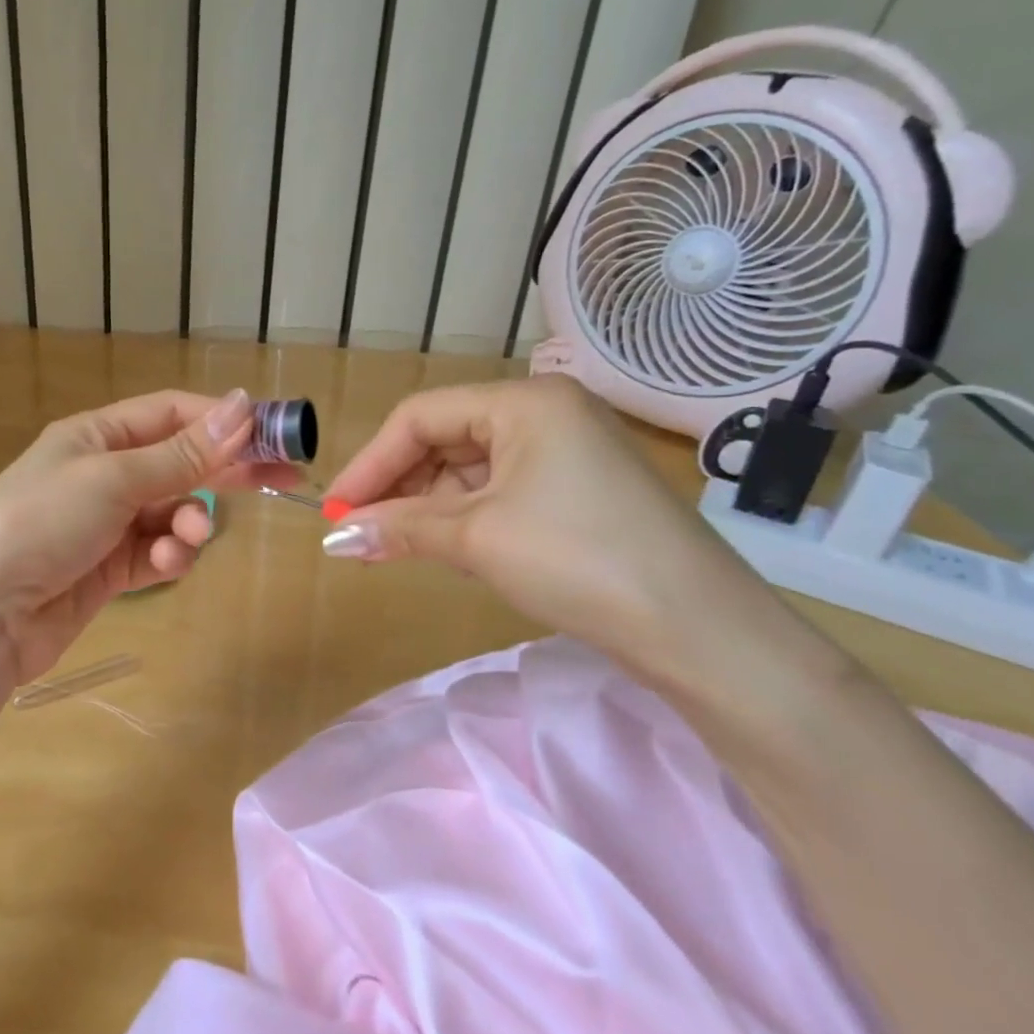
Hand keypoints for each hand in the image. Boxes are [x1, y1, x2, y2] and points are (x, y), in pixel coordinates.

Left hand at [0, 389, 298, 684]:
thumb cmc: (42, 522)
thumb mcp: (113, 479)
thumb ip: (181, 453)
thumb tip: (242, 407)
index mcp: (96, 436)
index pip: (171, 414)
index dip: (222, 420)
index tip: (273, 432)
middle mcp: (104, 473)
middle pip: (180, 462)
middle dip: (225, 470)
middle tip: (282, 478)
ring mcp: (107, 523)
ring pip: (174, 512)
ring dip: (189, 523)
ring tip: (187, 538)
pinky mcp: (111, 568)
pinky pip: (158, 552)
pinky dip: (168, 557)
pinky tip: (164, 565)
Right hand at [320, 376, 784, 680]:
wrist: (699, 631)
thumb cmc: (577, 560)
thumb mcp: (476, 539)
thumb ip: (398, 529)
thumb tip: (334, 539)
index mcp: (525, 402)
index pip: (421, 417)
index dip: (371, 462)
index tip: (335, 508)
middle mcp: (546, 414)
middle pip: (445, 440)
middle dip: (397, 487)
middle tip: (358, 532)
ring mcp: (566, 453)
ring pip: (470, 470)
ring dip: (427, 507)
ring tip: (390, 545)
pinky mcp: (577, 492)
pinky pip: (499, 493)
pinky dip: (463, 519)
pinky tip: (440, 547)